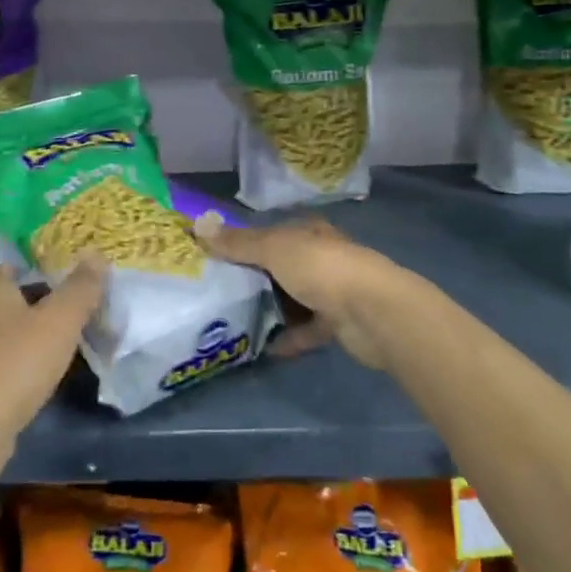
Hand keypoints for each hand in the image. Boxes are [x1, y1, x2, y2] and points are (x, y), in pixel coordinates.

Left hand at [0, 255, 105, 473]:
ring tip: (50, 347)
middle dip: (25, 304)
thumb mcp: (59, 322)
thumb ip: (80, 288)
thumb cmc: (16, 364)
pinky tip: (28, 380)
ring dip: (17, 338)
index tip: (47, 276)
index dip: (21, 269)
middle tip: (59, 312)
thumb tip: (96, 254)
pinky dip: (8, 367)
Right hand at [193, 214, 408, 372]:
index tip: (212, 258)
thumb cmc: (321, 268)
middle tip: (216, 293)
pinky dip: (287, 337)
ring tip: (233, 321)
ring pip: (291, 298)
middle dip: (252, 279)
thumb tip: (197, 224)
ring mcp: (331, 291)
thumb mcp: (273, 248)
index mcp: (306, 232)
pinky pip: (305, 330)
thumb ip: (237, 242)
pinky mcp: (337, 323)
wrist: (372, 312)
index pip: (268, 233)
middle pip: (279, 267)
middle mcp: (319, 257)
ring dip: (269, 309)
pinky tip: (262, 347)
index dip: (241, 243)